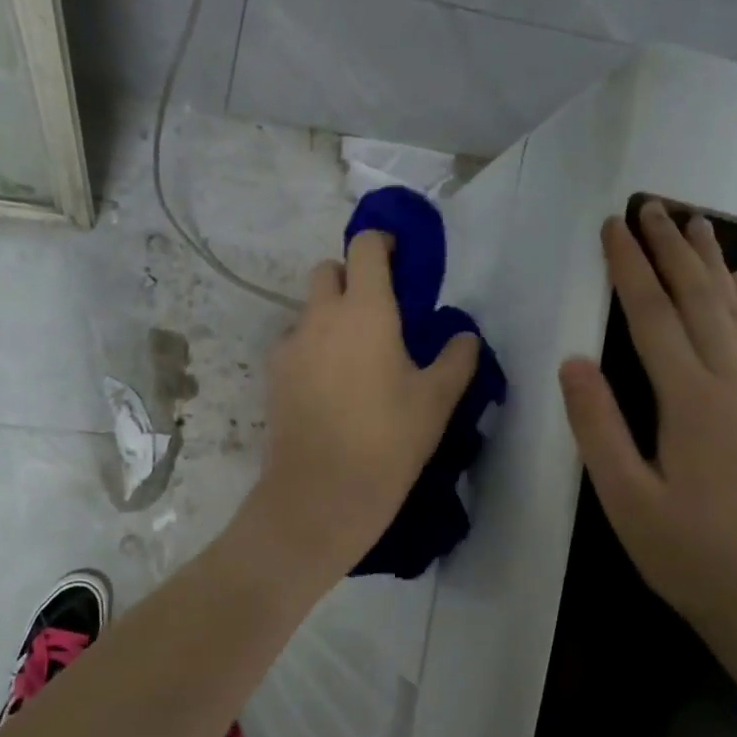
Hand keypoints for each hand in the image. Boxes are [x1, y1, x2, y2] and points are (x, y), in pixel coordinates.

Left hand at [247, 230, 480, 579]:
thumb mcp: (437, 400)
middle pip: (327, 270)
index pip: (365, 247)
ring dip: (330, 317)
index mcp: (364, 310)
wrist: (321, 494)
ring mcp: (290, 346)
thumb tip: (464, 335)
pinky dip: (312, 349)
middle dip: (351, 278)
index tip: (399, 259)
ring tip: (355, 360)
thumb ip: (457, 357)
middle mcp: (320, 316)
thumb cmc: (388, 440)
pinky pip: (294, 344)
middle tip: (378, 313)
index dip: (381, 242)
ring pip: (309, 310)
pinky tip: (330, 388)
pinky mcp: (272, 376)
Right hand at [559, 204, 736, 623]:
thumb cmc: (684, 551)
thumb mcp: (623, 496)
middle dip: (672, 248)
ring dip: (711, 263)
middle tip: (652, 204)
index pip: (652, 317)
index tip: (613, 227)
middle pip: (699, 299)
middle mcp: (734, 384)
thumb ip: (598, 425)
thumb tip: (572, 362)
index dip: (630, 268)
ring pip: (736, 311)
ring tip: (696, 222)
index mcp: (692, 401)